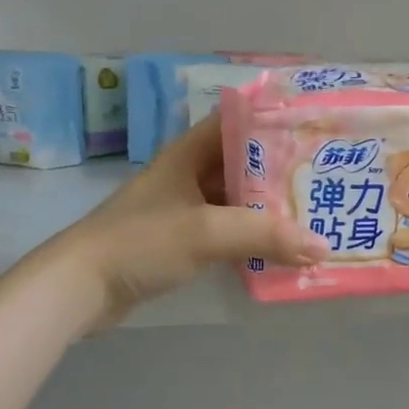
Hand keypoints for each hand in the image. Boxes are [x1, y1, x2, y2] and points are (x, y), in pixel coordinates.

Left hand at [60, 113, 327, 328]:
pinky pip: (229, 230)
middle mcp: (190, 173)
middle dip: (283, 171)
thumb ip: (265, 236)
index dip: (275, 122)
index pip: (239, 122)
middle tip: (326, 178)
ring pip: (238, 199)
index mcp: (190, 153)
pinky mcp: (183, 239)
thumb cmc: (142, 242)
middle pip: (245, 163)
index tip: (315, 130)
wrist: (82, 286)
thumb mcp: (207, 232)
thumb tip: (322, 245)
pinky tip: (282, 249)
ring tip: (315, 213)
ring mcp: (186, 208)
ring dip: (271, 208)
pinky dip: (253, 237)